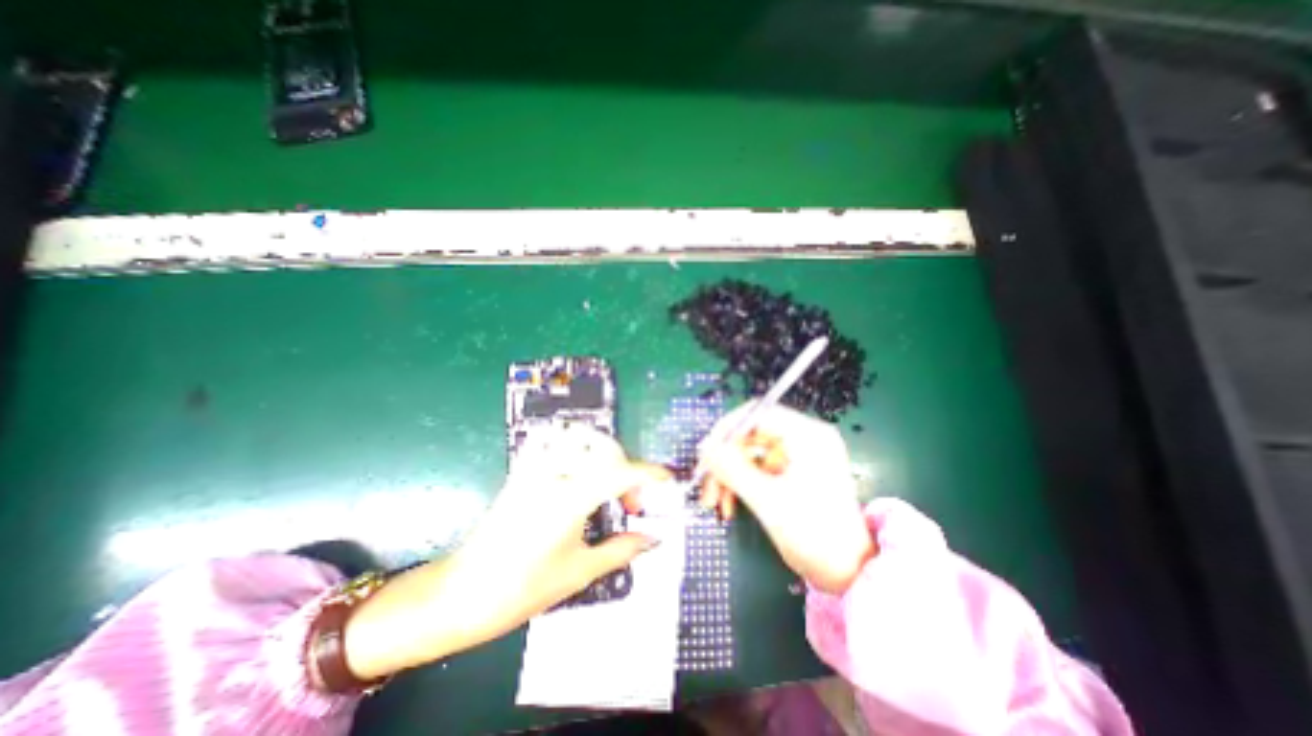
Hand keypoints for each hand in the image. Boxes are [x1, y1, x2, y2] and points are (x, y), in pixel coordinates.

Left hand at [342, 424, 666, 682]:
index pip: (621, 472)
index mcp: (571, 498)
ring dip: (602, 451)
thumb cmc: (523, 588)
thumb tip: (653, 539)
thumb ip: (622, 549)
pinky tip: (576, 466)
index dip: (649, 473)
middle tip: (630, 502)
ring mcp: (534, 468)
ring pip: (577, 435)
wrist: (464, 593)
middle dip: (628, 469)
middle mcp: (554, 473)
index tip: (668, 478)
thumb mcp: (580, 572)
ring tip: (606, 480)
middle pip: (604, 448)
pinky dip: (569, 442)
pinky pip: (547, 439)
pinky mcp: (521, 470)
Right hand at [703, 398, 874, 594]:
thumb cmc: (814, 535)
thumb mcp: (768, 501)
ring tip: (714, 502)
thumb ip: (732, 469)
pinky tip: (729, 504)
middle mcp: (803, 437)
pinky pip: (756, 467)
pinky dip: (740, 482)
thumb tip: (704, 448)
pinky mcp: (793, 470)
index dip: (727, 429)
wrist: (849, 572)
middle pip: (750, 434)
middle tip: (706, 485)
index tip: (707, 453)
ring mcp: (798, 453)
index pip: (757, 413)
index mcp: (807, 435)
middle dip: (725, 459)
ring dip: (728, 474)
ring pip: (749, 452)